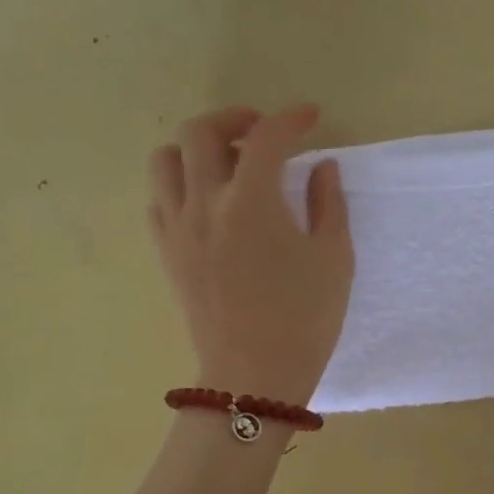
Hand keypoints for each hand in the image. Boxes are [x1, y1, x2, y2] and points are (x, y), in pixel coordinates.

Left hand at [150, 104, 353, 403]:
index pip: (267, 138)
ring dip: (198, 148)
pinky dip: (180, 185)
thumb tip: (321, 167)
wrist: (254, 376)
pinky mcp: (166, 253)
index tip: (311, 118)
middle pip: (200, 132)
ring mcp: (177, 228)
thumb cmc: (305, 319)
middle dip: (234, 118)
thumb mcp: (334, 259)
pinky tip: (208, 202)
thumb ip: (328, 203)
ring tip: (228, 163)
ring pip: (166, 160)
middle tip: (261, 130)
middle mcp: (205, 204)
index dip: (291, 119)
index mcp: (252, 203)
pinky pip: (158, 199)